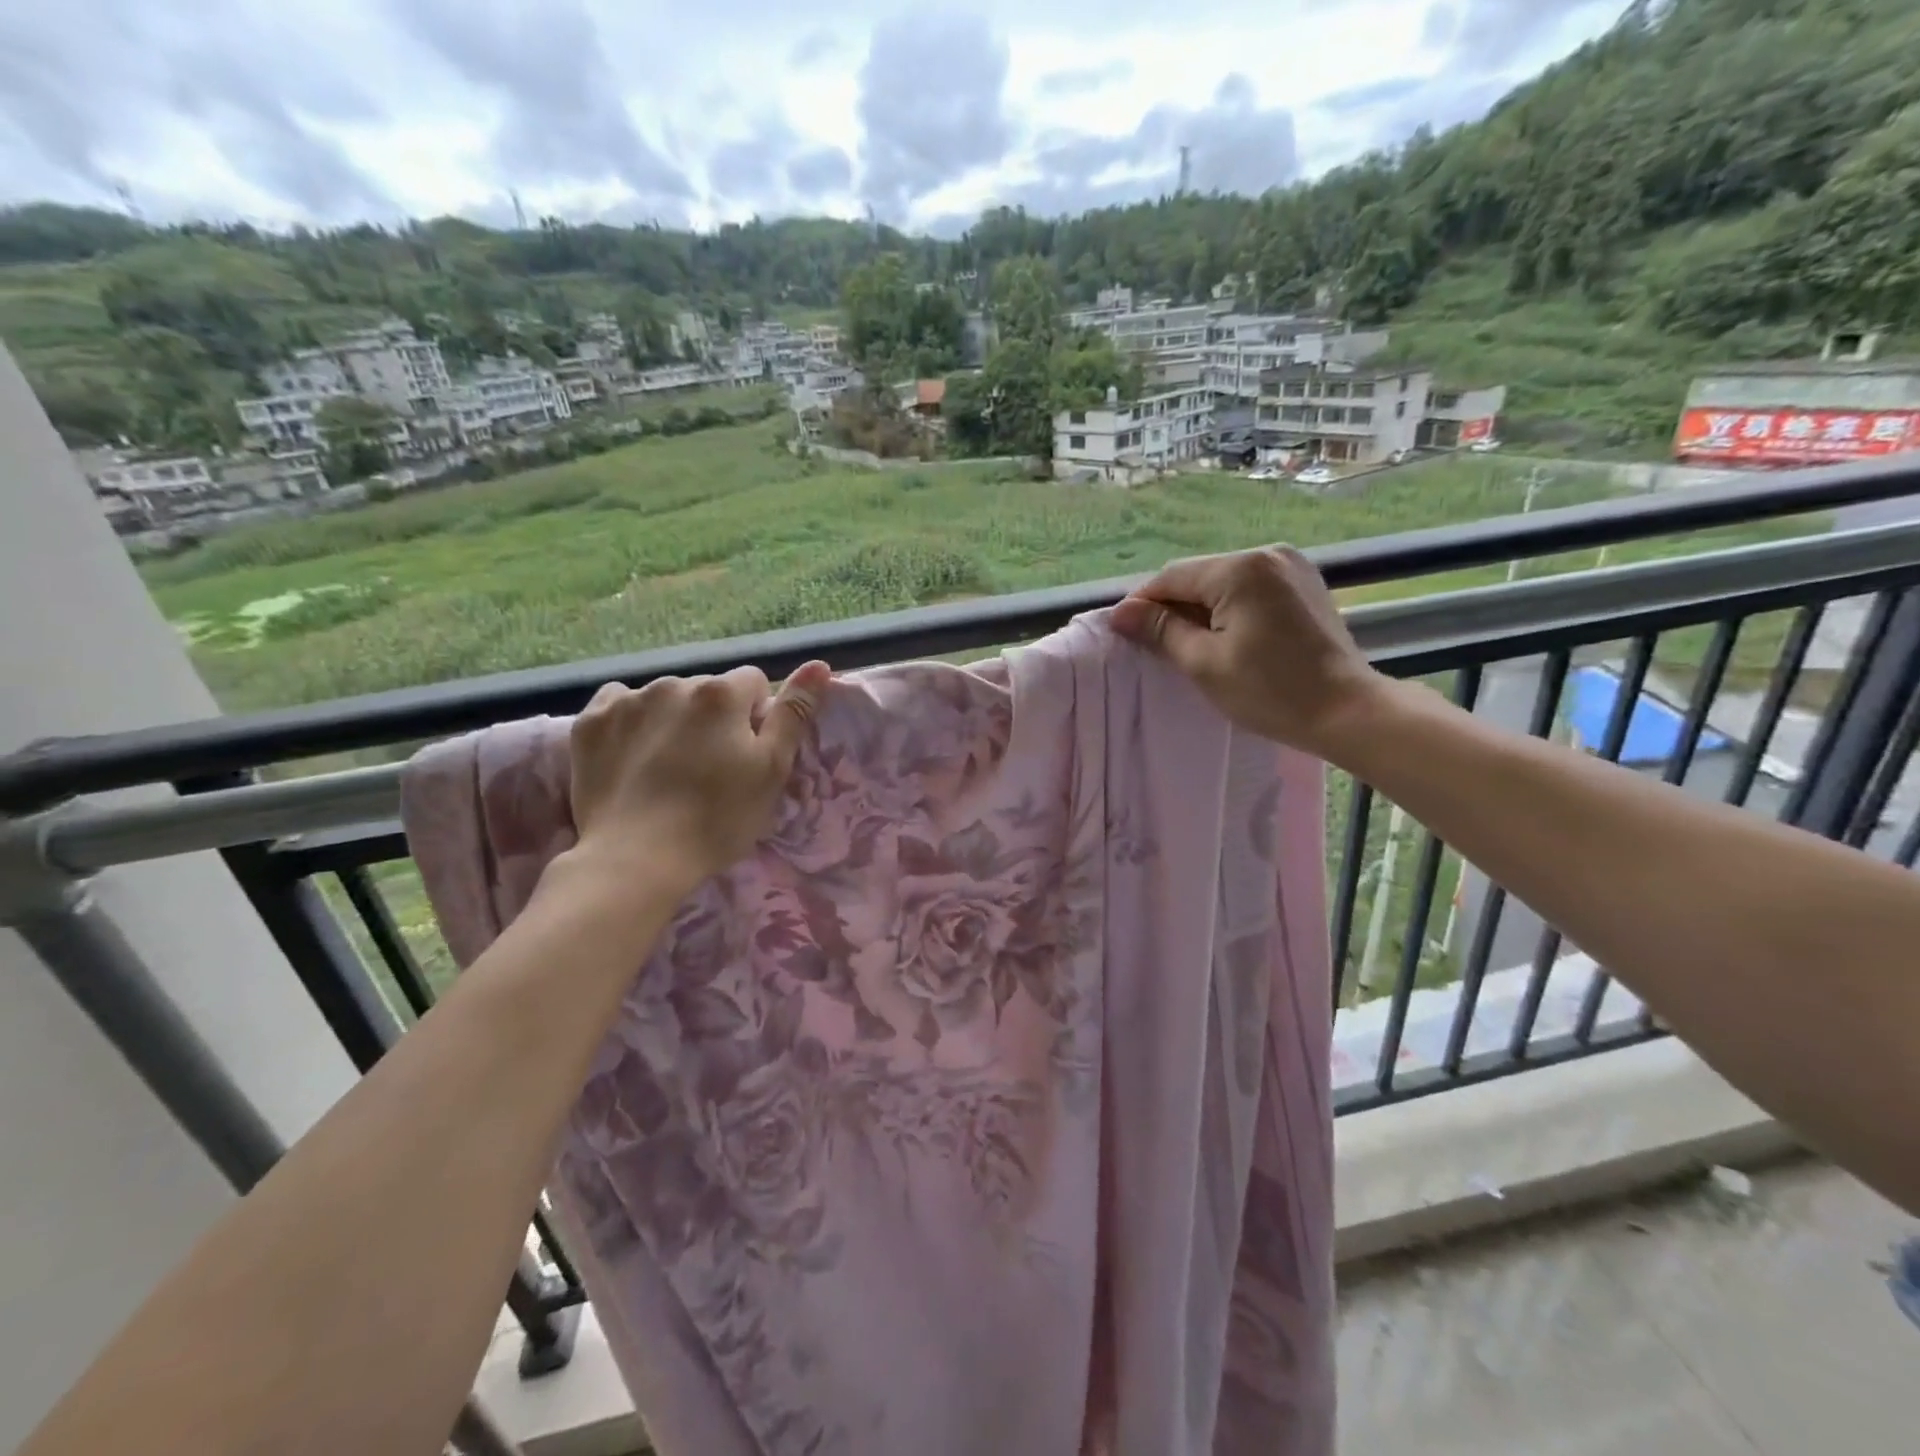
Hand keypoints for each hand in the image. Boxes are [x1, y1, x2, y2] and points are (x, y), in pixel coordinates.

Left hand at [567, 661, 830, 894]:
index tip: (745, 756)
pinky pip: (620, 705)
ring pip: (665, 698)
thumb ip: (794, 713)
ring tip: (668, 770)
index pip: (754, 684)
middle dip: (714, 718)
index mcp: (721, 693)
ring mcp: (627, 701)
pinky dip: (631, 723)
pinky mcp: (590, 723)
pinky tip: (633, 757)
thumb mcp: (771, 770)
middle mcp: (673, 683)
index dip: (755, 718)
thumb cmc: (716, 818)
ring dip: (674, 720)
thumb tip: (819, 664)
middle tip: (709, 770)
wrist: (636, 860)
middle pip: (708, 690)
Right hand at [1110, 547, 1388, 758]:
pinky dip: (1229, 607)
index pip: (1171, 577)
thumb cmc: (1269, 691)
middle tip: (1154, 645)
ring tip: (1189, 644)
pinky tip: (1225, 636)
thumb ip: (1161, 630)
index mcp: (1239, 569)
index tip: (1122, 633)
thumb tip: (1121, 612)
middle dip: (1171, 606)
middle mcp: (1266, 554)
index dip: (1142, 604)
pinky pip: (1249, 587)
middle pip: (1198, 576)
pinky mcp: (1304, 583)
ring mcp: (1290, 566)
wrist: (1347, 710)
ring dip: (1200, 608)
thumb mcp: (1204, 663)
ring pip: (1223, 581)